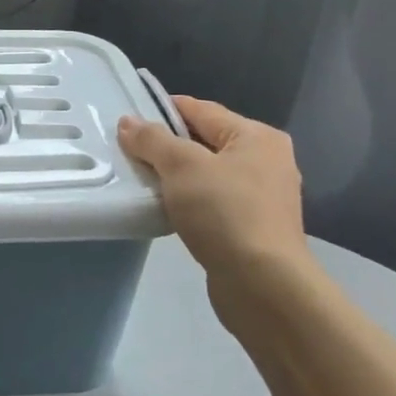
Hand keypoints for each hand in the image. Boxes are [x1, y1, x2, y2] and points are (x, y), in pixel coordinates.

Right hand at [117, 96, 312, 309]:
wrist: (263, 285)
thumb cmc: (224, 212)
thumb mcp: (181, 166)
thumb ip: (152, 140)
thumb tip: (128, 122)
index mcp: (256, 137)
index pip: (200, 109)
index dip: (162, 110)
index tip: (128, 120)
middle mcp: (267, 161)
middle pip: (204, 141)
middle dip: (167, 146)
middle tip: (128, 152)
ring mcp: (263, 196)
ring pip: (207, 173)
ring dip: (176, 176)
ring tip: (141, 181)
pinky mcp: (254, 227)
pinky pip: (212, 201)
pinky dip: (188, 201)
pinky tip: (164, 209)